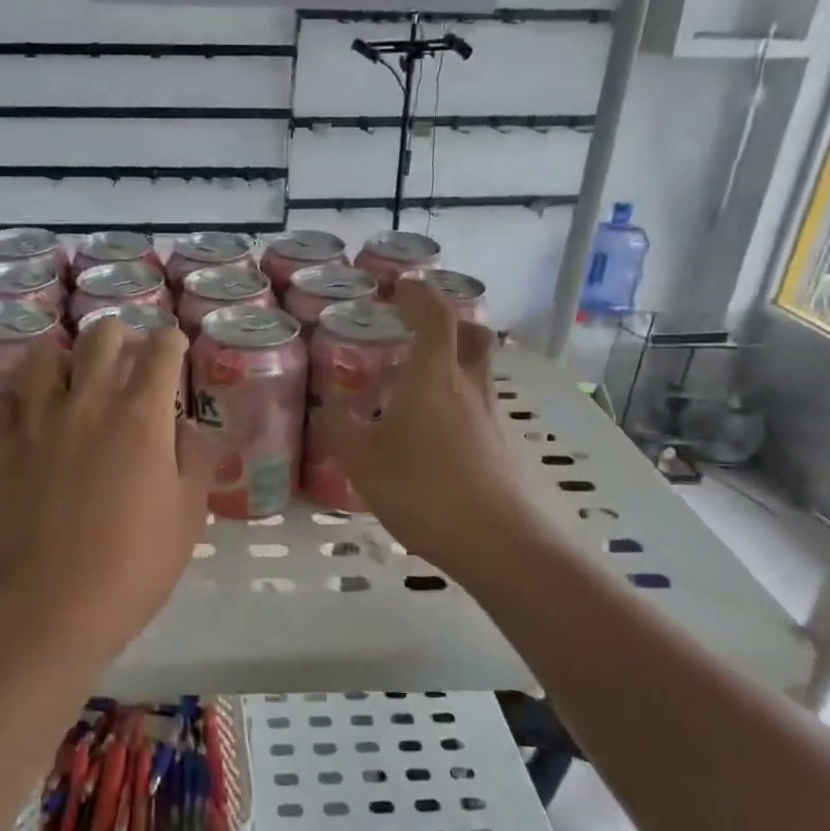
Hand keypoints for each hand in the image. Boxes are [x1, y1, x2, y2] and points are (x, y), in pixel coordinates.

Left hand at [0, 318, 216, 663]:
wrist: (59, 603)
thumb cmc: (138, 561)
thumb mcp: (189, 512)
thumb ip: (194, 458)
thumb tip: (182, 428)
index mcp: (141, 416)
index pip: (161, 350)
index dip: (173, 342)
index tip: (175, 348)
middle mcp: (89, 403)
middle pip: (100, 336)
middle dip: (120, 334)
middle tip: (126, 356)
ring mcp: (40, 421)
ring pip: (44, 356)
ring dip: (65, 358)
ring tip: (74, 379)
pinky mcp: (4, 446)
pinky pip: (5, 399)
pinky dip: (21, 397)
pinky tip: (33, 414)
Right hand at [321, 280, 533, 568]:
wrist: (500, 543)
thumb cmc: (424, 492)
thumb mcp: (363, 464)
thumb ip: (339, 429)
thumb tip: (325, 406)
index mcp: (434, 377)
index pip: (435, 315)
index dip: (418, 294)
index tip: (399, 287)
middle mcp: (469, 385)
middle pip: (472, 334)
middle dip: (448, 320)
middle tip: (417, 328)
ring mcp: (492, 415)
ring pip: (477, 371)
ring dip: (452, 363)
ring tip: (415, 388)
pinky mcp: (504, 444)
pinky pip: (479, 405)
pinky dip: (457, 402)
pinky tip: (433, 436)